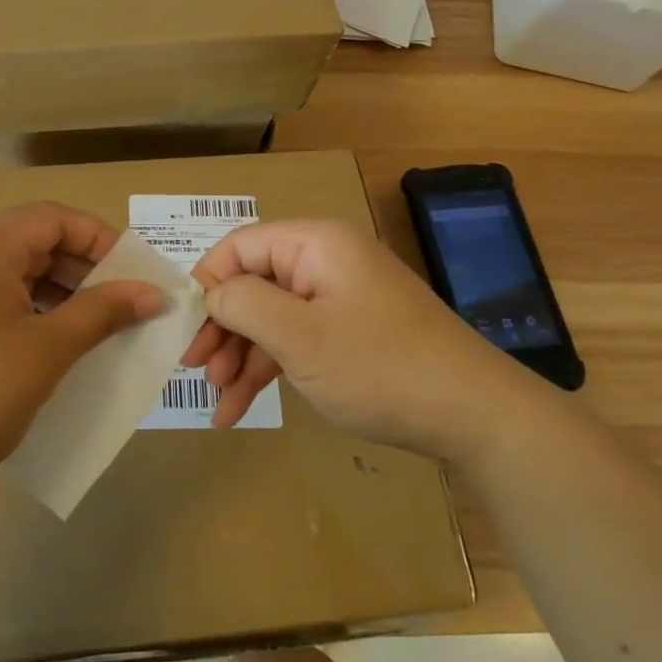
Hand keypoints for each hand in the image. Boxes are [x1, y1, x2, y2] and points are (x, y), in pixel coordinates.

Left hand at [0, 203, 163, 507]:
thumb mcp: (48, 352)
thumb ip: (103, 312)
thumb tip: (154, 293)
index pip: (53, 218)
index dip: (100, 239)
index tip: (135, 274)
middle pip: (32, 241)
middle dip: (83, 269)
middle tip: (123, 305)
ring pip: (13, 272)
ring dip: (59, 292)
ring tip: (95, 328)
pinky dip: (29, 310)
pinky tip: (52, 345)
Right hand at [181, 219, 536, 457]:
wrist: (476, 417)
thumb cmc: (381, 367)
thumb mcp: (301, 337)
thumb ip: (244, 305)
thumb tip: (211, 292)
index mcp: (315, 244)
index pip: (239, 246)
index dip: (207, 283)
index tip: (185, 330)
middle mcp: (324, 262)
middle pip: (252, 284)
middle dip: (222, 330)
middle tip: (196, 371)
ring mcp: (339, 299)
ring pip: (271, 318)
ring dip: (241, 357)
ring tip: (217, 403)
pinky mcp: (350, 333)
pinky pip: (296, 340)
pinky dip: (269, 369)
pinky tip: (240, 409)